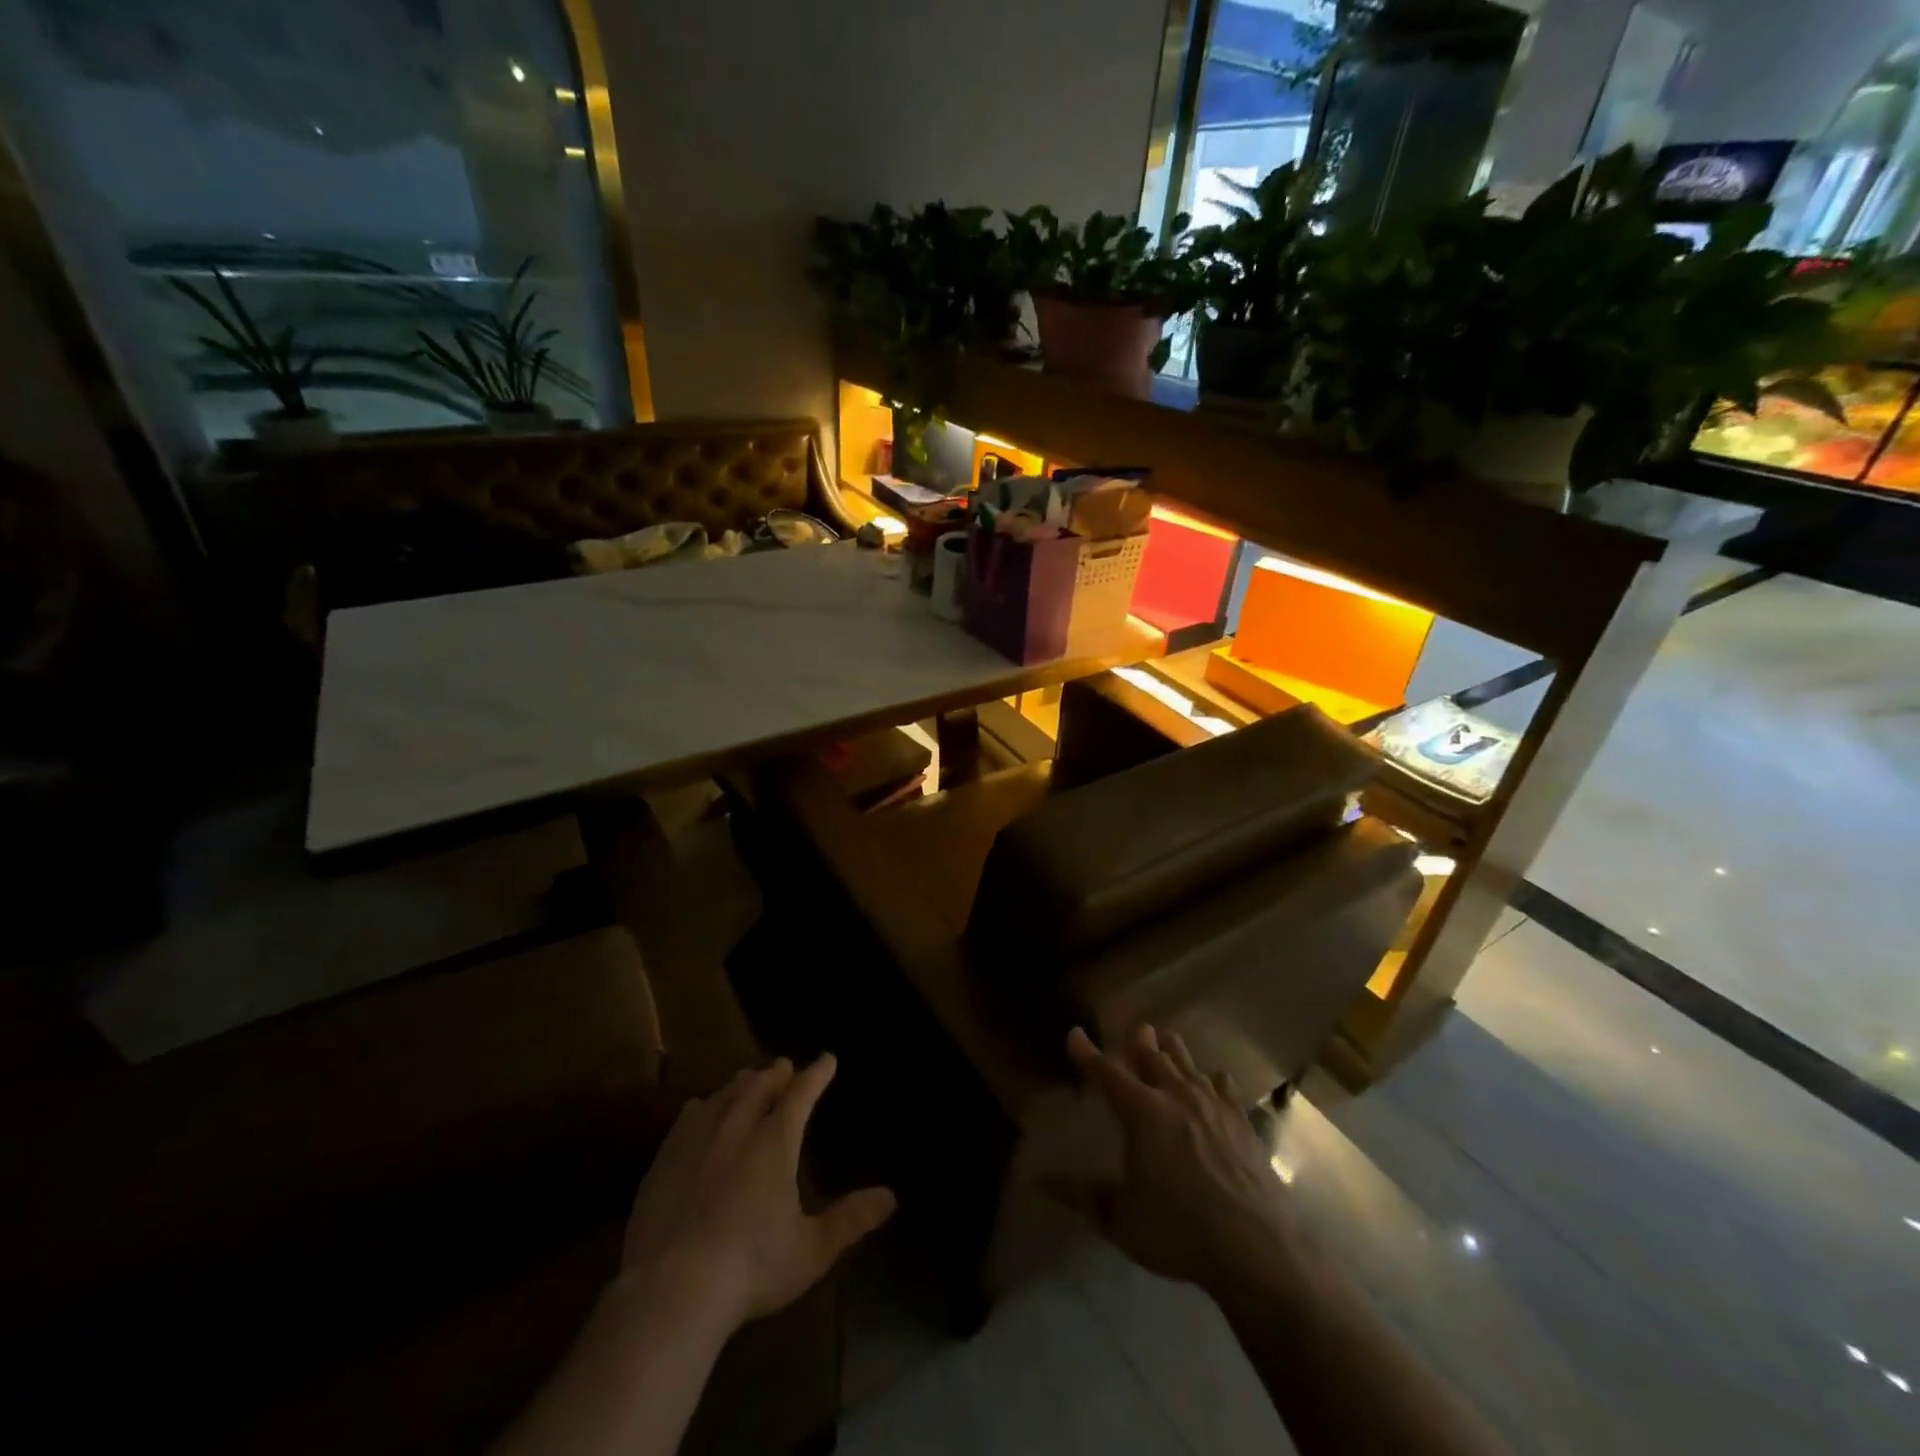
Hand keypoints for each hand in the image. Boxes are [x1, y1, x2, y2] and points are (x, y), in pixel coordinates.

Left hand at [617, 1054, 895, 1331]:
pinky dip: (702, 1106)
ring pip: (723, 1096)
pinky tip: (698, 1108)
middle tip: (784, 1067)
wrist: (671, 1291)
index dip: (816, 1074)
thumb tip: (891, 1197)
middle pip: (758, 1086)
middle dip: (776, 1074)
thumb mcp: (812, 1250)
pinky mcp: (664, 1161)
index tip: (827, 1059)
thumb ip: (851, 1219)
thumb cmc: (751, 1268)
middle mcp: (737, 1128)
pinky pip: (686, 1119)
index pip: (801, 1093)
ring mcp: (696, 1141)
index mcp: (775, 1142)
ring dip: (740, 1084)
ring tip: (748, 1079)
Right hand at [1051, 1025, 1293, 1292]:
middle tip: (1136, 1028)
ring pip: (1188, 1065)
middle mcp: (1175, 1097)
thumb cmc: (1178, 1231)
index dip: (1088, 1053)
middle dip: (1140, 1041)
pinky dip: (1215, 1080)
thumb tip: (1038, 1180)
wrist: (1256, 1249)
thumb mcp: (1120, 1219)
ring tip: (1167, 1038)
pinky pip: (1225, 1088)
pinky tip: (1216, 1079)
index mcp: (1142, 1112)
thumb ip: (1080, 1196)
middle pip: (1153, 1057)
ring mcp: (1213, 1107)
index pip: (1107, 1073)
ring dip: (1174, 1051)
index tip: (1075, 1034)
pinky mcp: (1242, 1123)